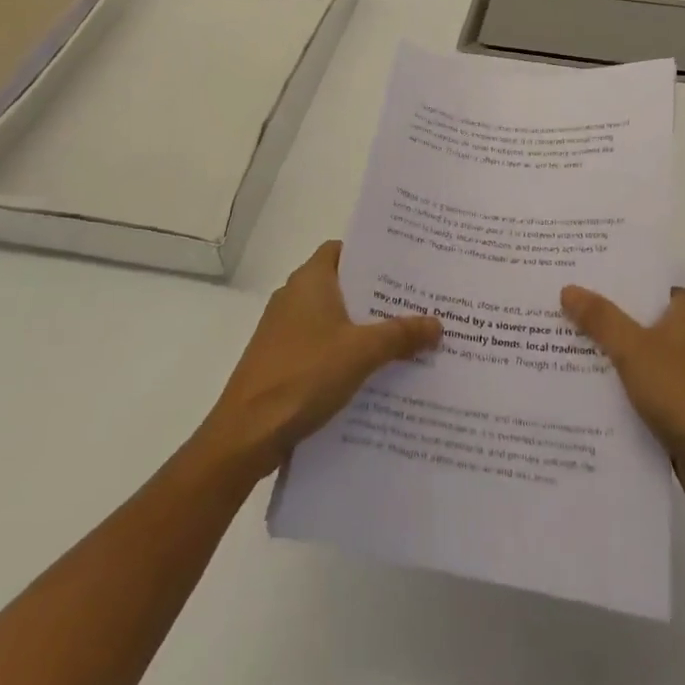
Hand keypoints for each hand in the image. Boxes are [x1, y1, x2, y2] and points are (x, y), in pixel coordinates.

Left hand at [197, 241, 440, 481]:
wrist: (246, 435)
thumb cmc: (303, 375)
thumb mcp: (361, 352)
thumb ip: (401, 335)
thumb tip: (438, 324)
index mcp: (309, 280)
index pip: (343, 249)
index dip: (371, 254)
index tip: (404, 265)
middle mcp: (294, 297)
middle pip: (342, 285)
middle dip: (377, 295)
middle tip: (417, 302)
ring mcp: (283, 331)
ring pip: (333, 318)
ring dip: (363, 328)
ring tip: (404, 338)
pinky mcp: (280, 361)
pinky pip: (321, 345)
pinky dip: (345, 352)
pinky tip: (373, 373)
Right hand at [560, 284, 684, 520]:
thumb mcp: (634, 349)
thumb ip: (600, 318)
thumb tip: (569, 288)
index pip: (642, 285)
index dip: (607, 283)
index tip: (572, 282)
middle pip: (640, 319)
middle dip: (603, 322)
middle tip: (558, 314)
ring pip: (642, 355)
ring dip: (611, 358)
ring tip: (563, 350)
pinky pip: (648, 386)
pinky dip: (625, 388)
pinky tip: (589, 391)